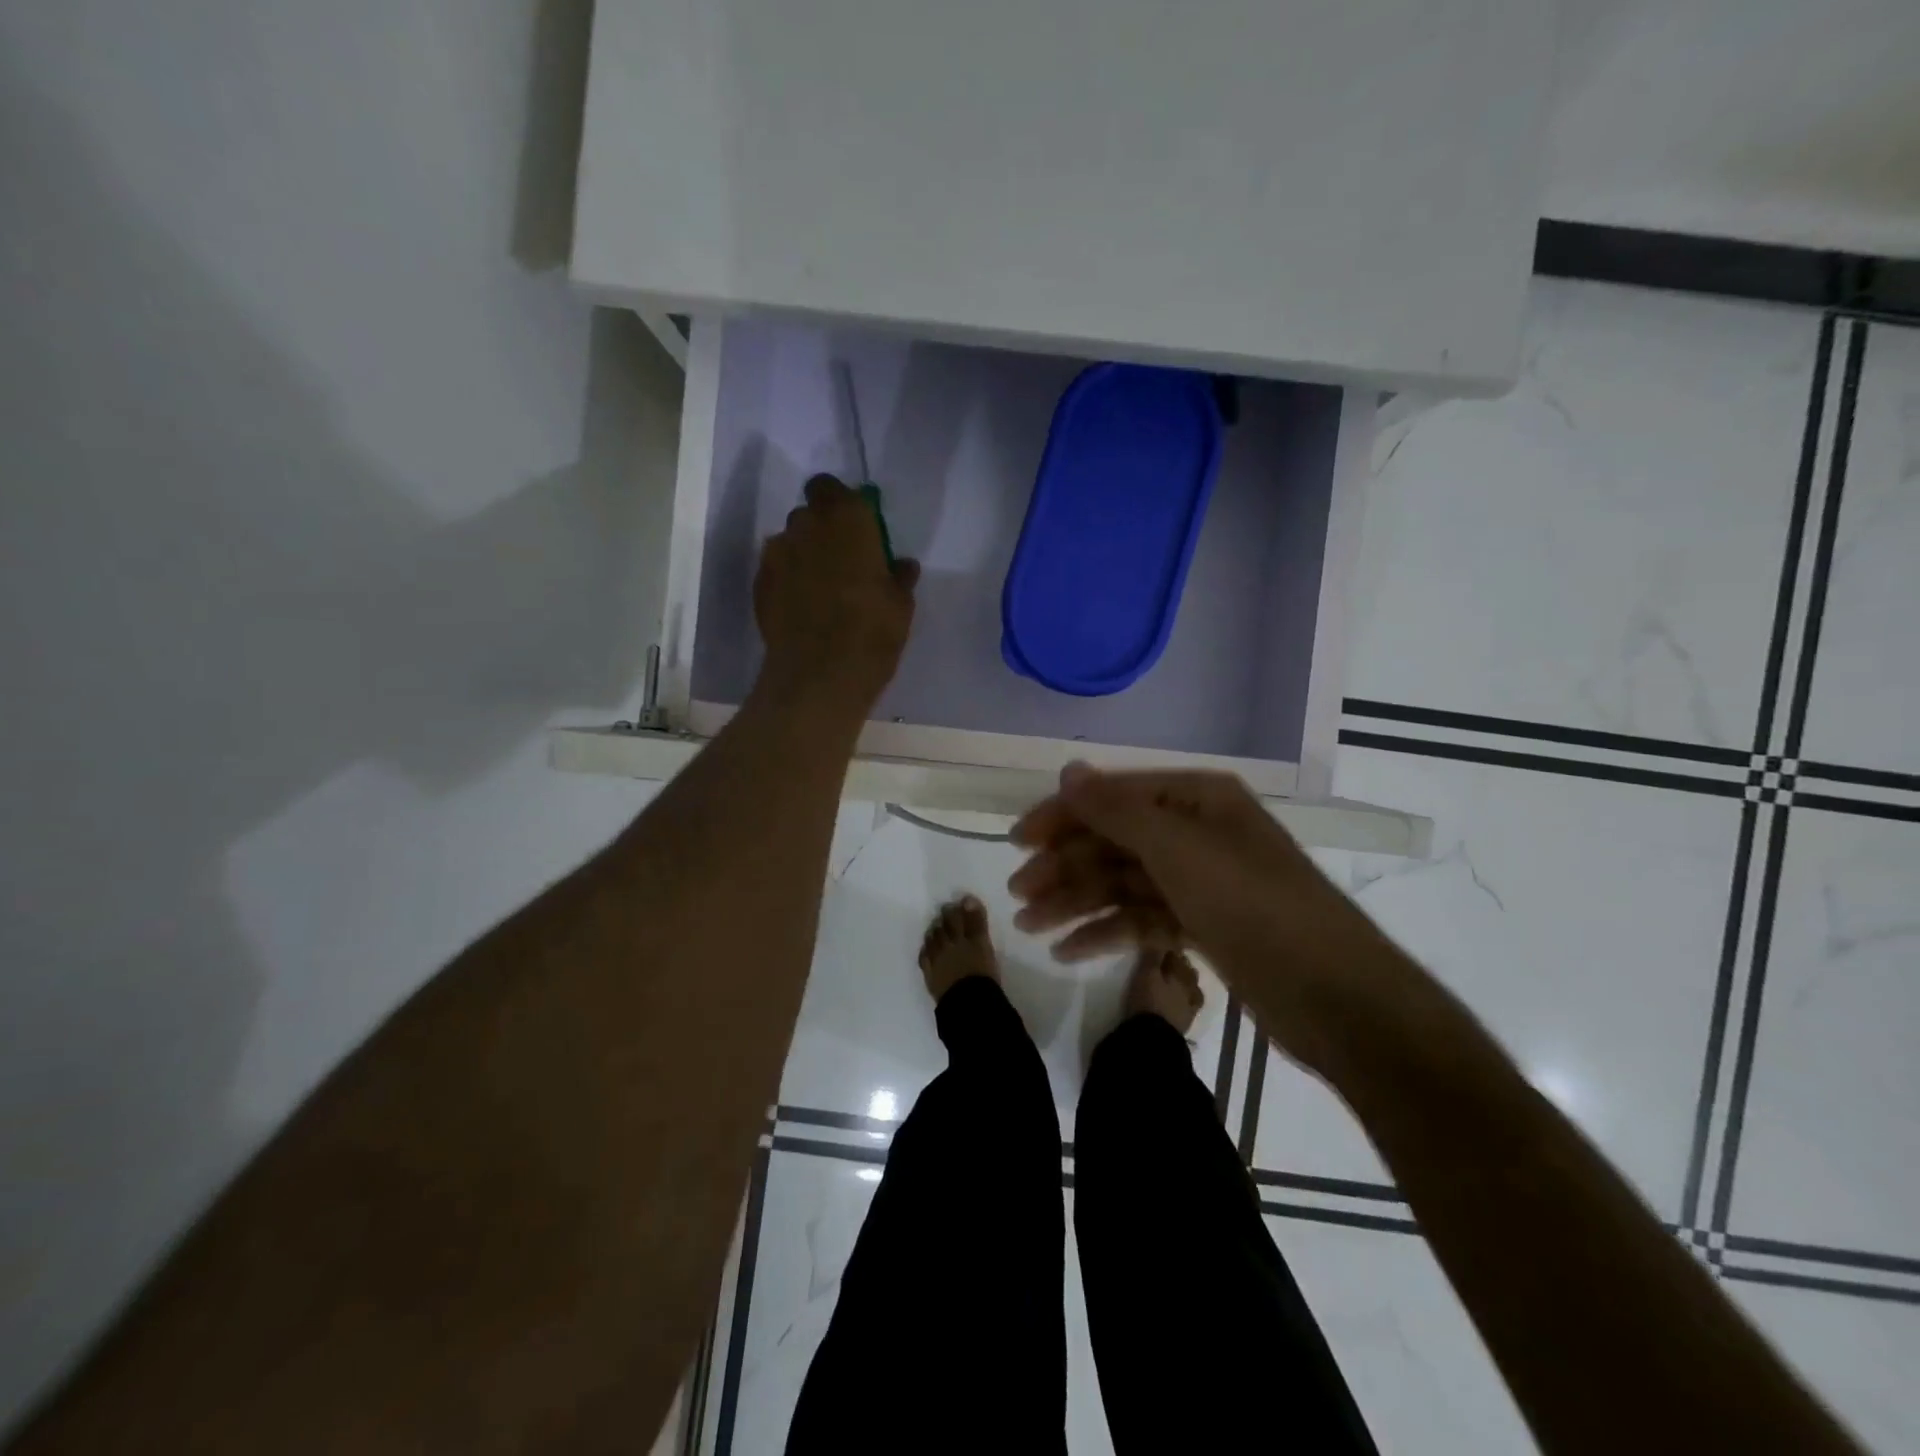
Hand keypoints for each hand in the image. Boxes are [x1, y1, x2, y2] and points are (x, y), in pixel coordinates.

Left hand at [754, 475, 919, 709]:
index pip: (831, 486)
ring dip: (804, 555)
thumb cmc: (872, 631)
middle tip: (843, 562)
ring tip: (820, 589)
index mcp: (847, 518)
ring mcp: (776, 554)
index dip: (841, 503)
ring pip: (790, 542)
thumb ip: (898, 577)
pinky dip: (788, 581)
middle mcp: (806, 525)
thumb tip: (900, 565)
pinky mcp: (759, 584)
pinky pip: (776, 571)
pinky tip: (802, 608)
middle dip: (823, 530)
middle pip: (810, 514)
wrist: (818, 674)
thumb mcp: (901, 605)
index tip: (856, 528)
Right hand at [1008, 764, 1420, 1075]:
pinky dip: (1106, 932)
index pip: (1113, 797)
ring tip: (1031, 928)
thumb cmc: (1253, 906)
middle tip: (1018, 897)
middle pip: (1114, 841)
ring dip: (1076, 903)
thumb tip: (1068, 769)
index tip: (1017, 843)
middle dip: (1064, 867)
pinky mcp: (1203, 926)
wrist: (1335, 998)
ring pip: (1123, 883)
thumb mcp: (1178, 850)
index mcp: (1196, 799)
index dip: (1062, 816)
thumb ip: (1117, 809)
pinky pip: (1142, 919)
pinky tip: (1069, 951)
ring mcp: (1200, 881)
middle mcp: (1196, 832)